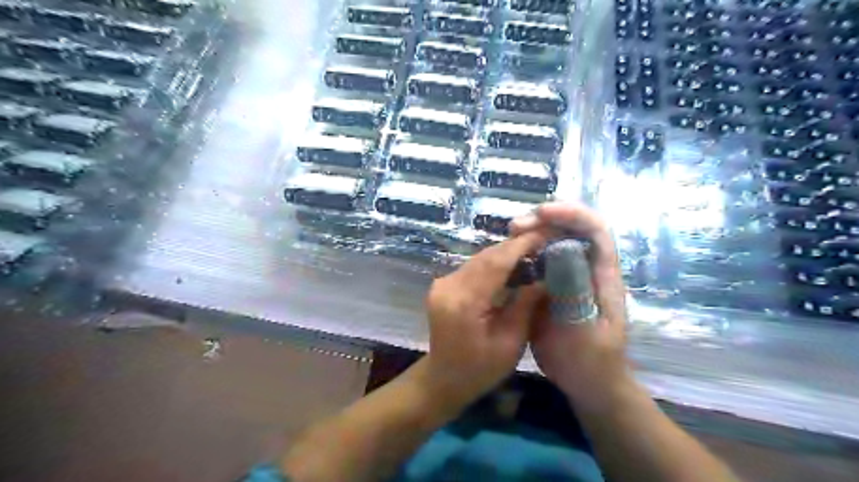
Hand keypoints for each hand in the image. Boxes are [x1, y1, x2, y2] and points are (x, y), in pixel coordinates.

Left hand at [424, 230, 549, 405]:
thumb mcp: (510, 343)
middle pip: (485, 256)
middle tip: (542, 240)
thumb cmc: (480, 369)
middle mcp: (448, 285)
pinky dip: (492, 263)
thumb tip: (545, 278)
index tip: (544, 234)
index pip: (496, 263)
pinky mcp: (443, 285)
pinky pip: (472, 267)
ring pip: (478, 258)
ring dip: (504, 253)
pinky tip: (510, 265)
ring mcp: (442, 283)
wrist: (443, 378)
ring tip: (531, 250)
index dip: (521, 246)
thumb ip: (525, 306)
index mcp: (465, 302)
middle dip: (514, 246)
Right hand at [509, 202, 629, 409]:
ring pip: (554, 241)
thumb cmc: (591, 360)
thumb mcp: (584, 330)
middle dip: (546, 219)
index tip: (543, 212)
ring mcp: (569, 275)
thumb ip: (574, 294)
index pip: (595, 230)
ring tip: (510, 235)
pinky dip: (524, 251)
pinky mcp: (552, 285)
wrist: (587, 381)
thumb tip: (559, 251)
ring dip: (533, 232)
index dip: (572, 214)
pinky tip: (508, 256)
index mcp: (603, 275)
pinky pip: (539, 259)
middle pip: (572, 228)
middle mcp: (587, 268)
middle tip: (515, 226)